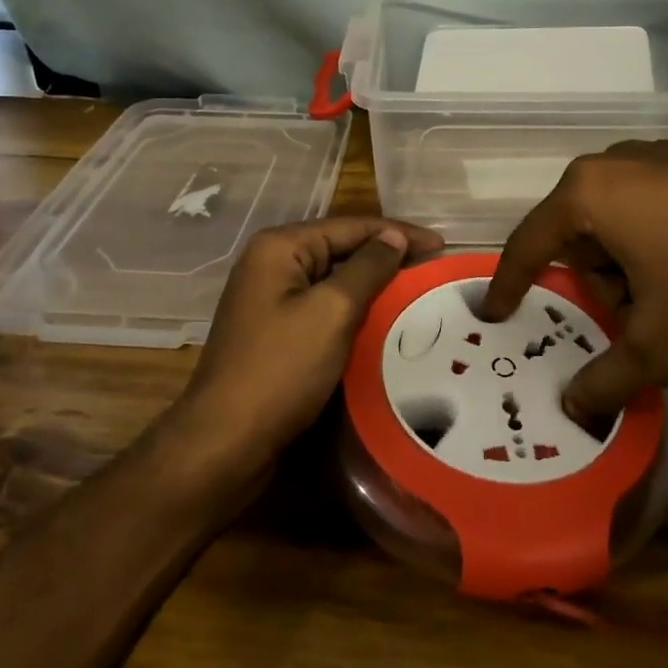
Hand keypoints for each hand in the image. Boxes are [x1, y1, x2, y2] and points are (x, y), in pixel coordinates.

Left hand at [171, 217, 444, 475]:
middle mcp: (271, 264)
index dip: (399, 234)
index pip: (351, 226)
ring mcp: (269, 299)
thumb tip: (394, 237)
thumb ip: (367, 268)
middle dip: (387, 257)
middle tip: (433, 268)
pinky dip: (353, 310)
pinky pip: (322, 307)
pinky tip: (381, 321)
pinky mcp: (274, 331)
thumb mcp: (332, 312)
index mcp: (280, 247)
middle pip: (340, 248)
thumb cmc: (281, 369)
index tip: (442, 245)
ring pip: (333, 280)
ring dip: (372, 285)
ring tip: (416, 292)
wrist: (225, 442)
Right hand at [481, 137, 667, 420]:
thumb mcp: (660, 348)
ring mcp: (667, 148)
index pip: (530, 244)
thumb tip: (572, 407)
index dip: (509, 284)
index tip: (496, 312)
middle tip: (627, 315)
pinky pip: (661, 193)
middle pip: (579, 227)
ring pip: (621, 209)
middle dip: (593, 275)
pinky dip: (664, 228)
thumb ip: (604, 379)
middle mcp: (618, 159)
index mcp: (590, 194)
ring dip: (629, 253)